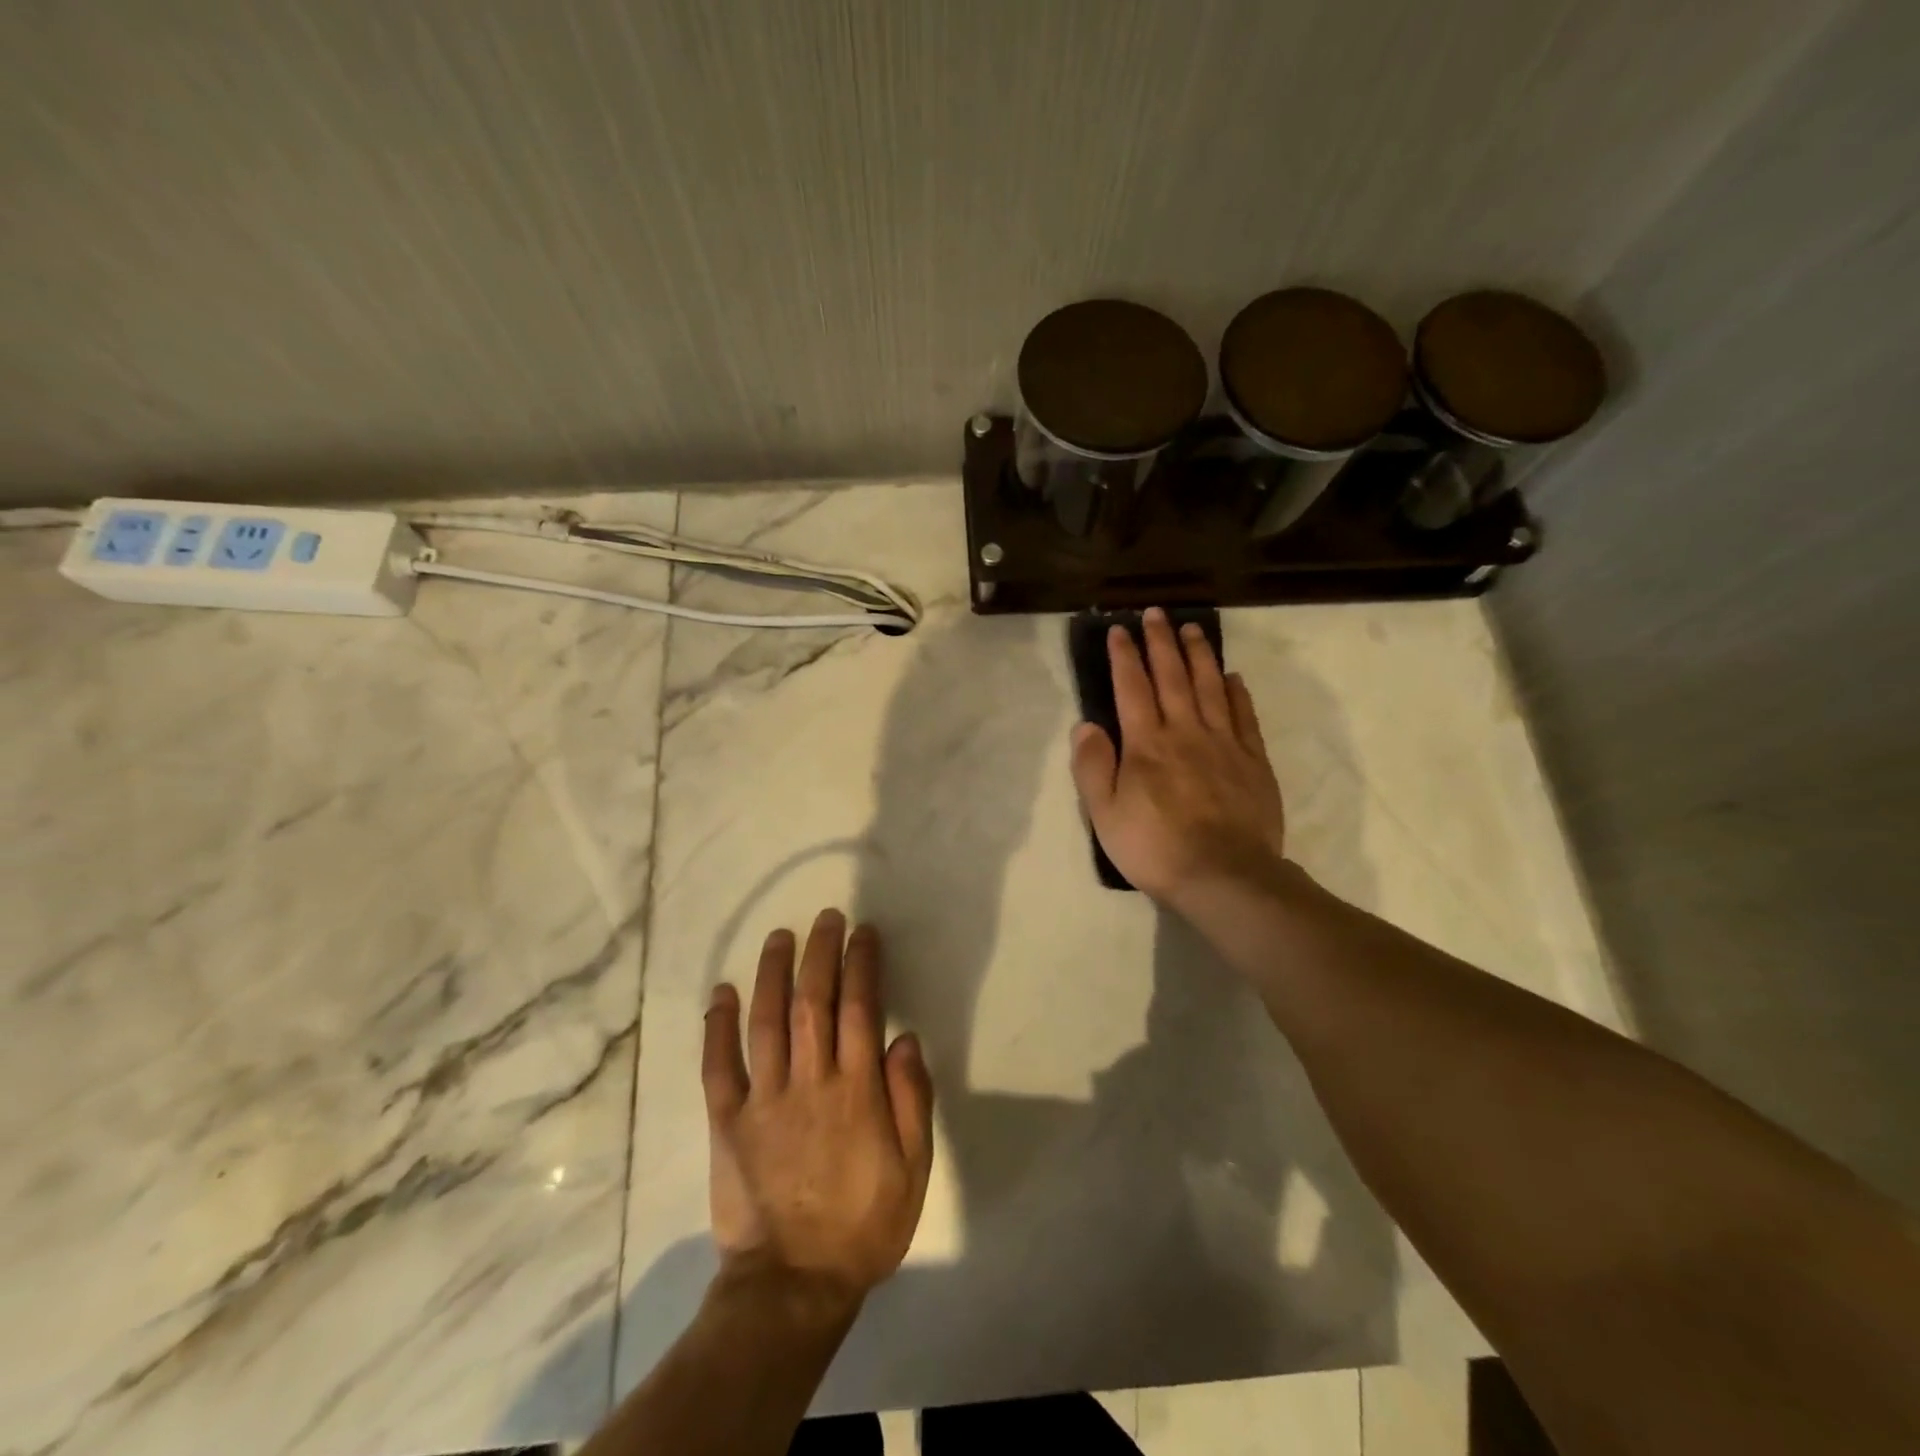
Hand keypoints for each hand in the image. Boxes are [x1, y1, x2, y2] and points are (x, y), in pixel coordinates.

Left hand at [702, 910, 934, 1309]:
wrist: (792, 1285)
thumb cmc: (862, 1225)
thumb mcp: (913, 1170)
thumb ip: (911, 1101)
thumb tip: (904, 1038)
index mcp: (855, 1092)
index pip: (860, 1009)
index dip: (861, 964)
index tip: (863, 933)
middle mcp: (809, 1083)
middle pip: (812, 1002)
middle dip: (820, 953)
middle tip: (826, 918)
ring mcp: (764, 1100)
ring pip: (765, 1021)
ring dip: (772, 973)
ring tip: (780, 936)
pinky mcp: (728, 1122)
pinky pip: (718, 1066)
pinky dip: (717, 1026)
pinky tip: (722, 992)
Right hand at [1070, 606, 1288, 909]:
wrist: (1224, 876)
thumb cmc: (1155, 847)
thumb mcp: (1105, 814)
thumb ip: (1093, 767)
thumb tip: (1085, 724)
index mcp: (1146, 744)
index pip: (1132, 688)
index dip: (1124, 657)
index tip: (1119, 629)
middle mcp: (1185, 732)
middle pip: (1172, 677)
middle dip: (1162, 642)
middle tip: (1158, 612)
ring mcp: (1224, 744)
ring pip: (1210, 687)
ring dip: (1200, 655)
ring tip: (1194, 628)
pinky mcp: (1253, 761)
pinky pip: (1244, 717)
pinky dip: (1236, 693)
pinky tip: (1232, 677)